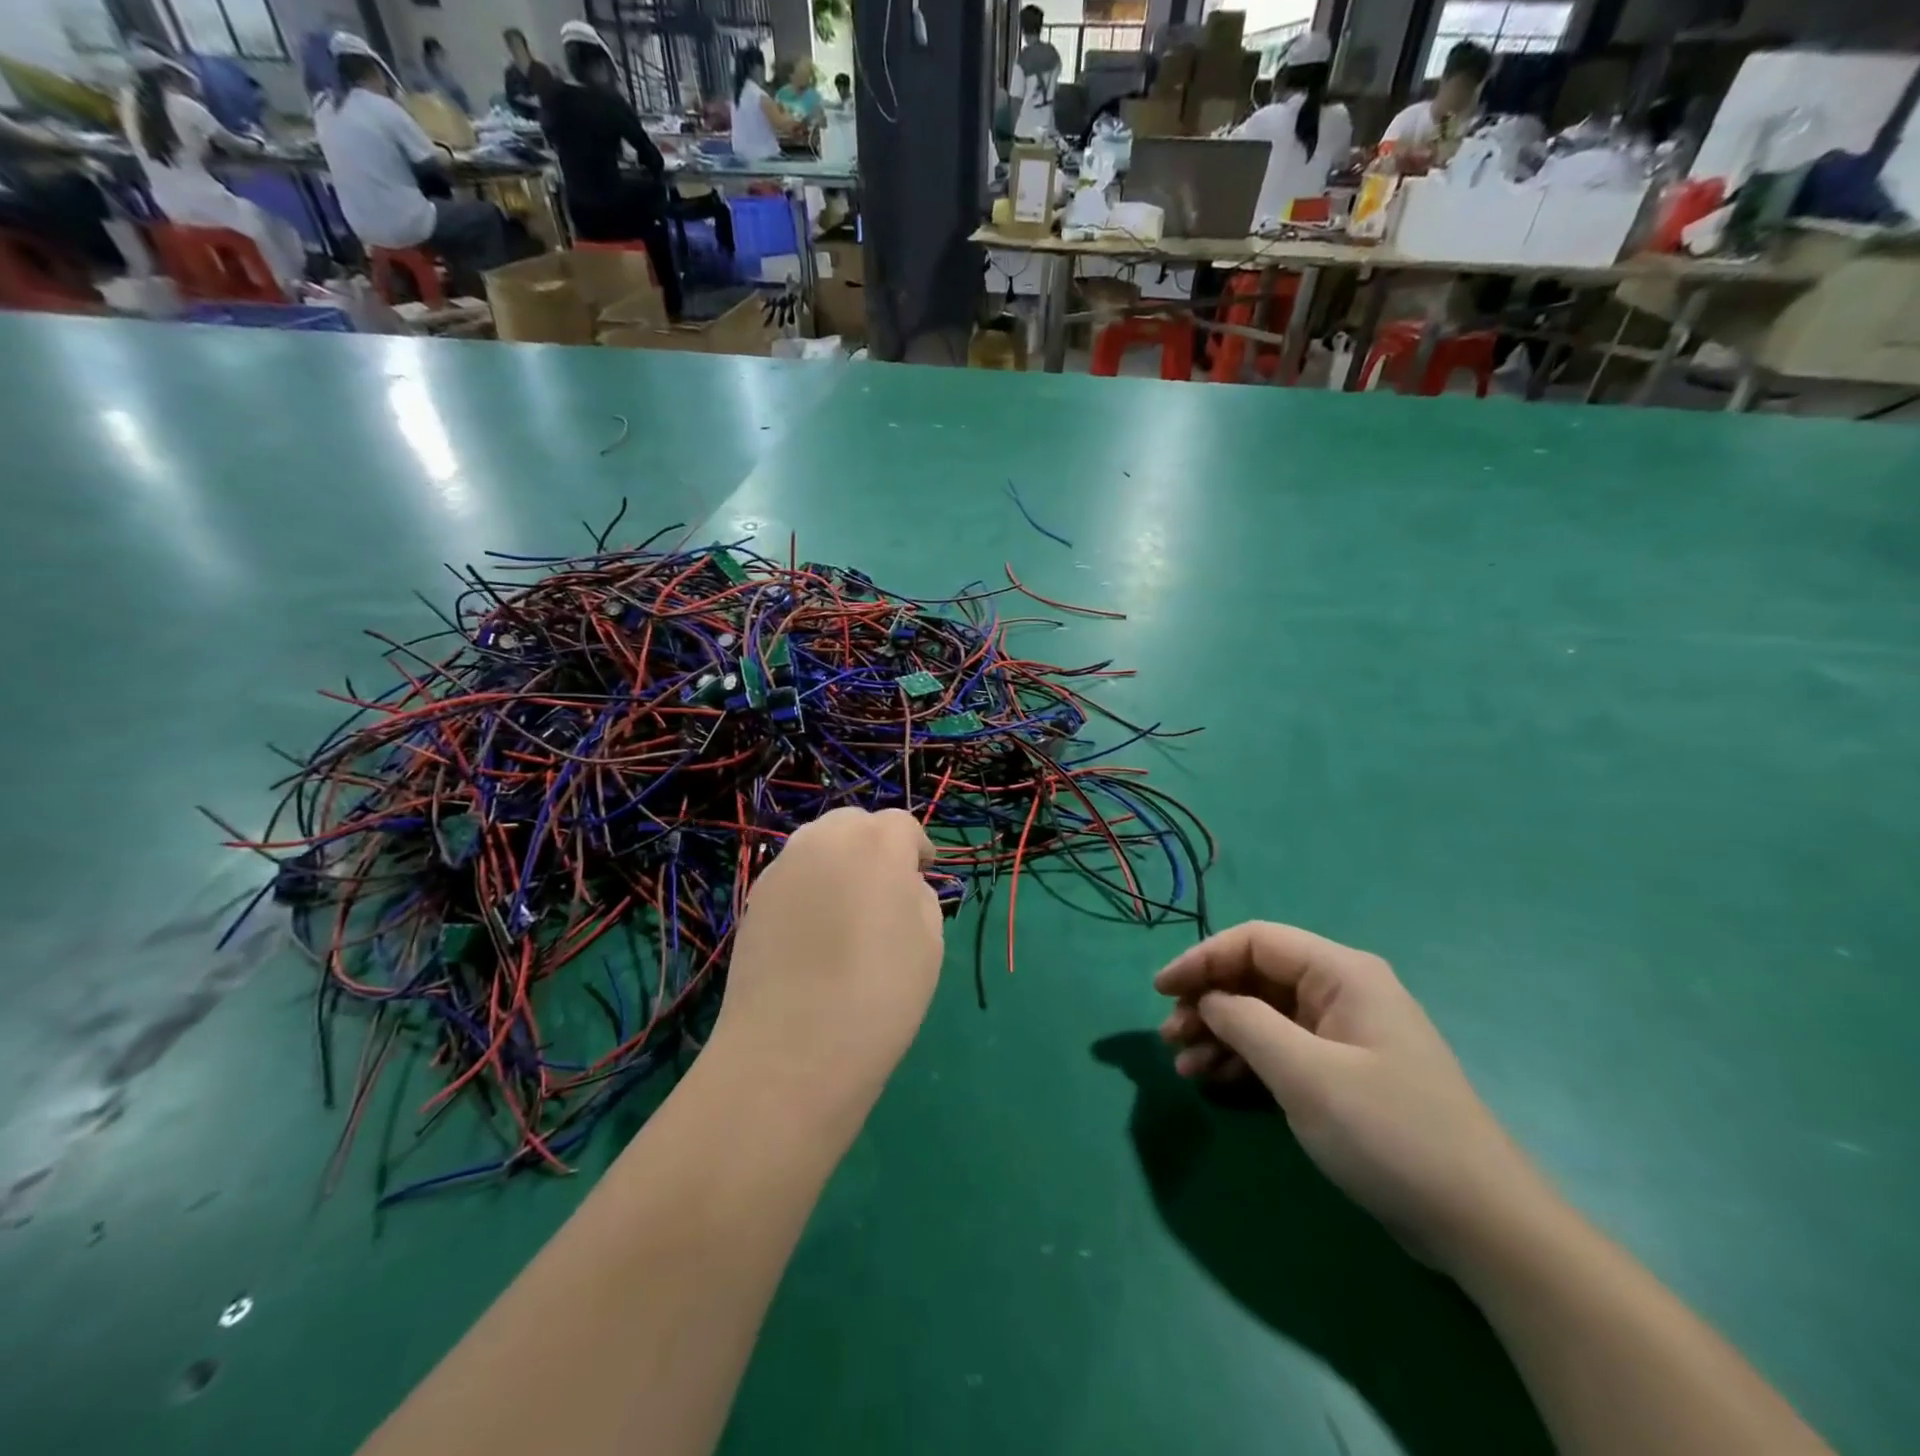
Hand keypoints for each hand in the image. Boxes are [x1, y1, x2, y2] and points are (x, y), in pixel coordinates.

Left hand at [713, 808, 943, 1099]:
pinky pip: (792, 874)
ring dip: (838, 861)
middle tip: (885, 889)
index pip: (902, 825)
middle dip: (874, 845)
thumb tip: (899, 887)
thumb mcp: (929, 944)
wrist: (792, 1051)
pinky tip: (814, 931)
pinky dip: (809, 886)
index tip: (924, 873)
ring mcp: (783, 866)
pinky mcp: (754, 897)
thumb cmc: (879, 995)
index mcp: (877, 843)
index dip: (916, 848)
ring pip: (818, 844)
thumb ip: (919, 897)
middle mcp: (825, 839)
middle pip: (855, 824)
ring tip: (847, 909)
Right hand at [1155, 922, 1555, 1274]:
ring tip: (1183, 1066)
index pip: (1254, 940)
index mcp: (1340, 973)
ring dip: (1219, 1034)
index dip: (1201, 958)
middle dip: (1207, 1001)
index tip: (1161, 990)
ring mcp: (1342, 1034)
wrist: (1478, 1223)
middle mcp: (1340, 991)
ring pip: (1262, 1014)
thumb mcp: (1304, 1073)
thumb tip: (1209, 1000)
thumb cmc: (1387, 1132)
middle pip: (1255, 977)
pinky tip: (1213, 1080)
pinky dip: (1244, 1060)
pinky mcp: (1341, 1073)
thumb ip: (1244, 1022)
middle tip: (1169, 1037)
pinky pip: (1279, 1049)